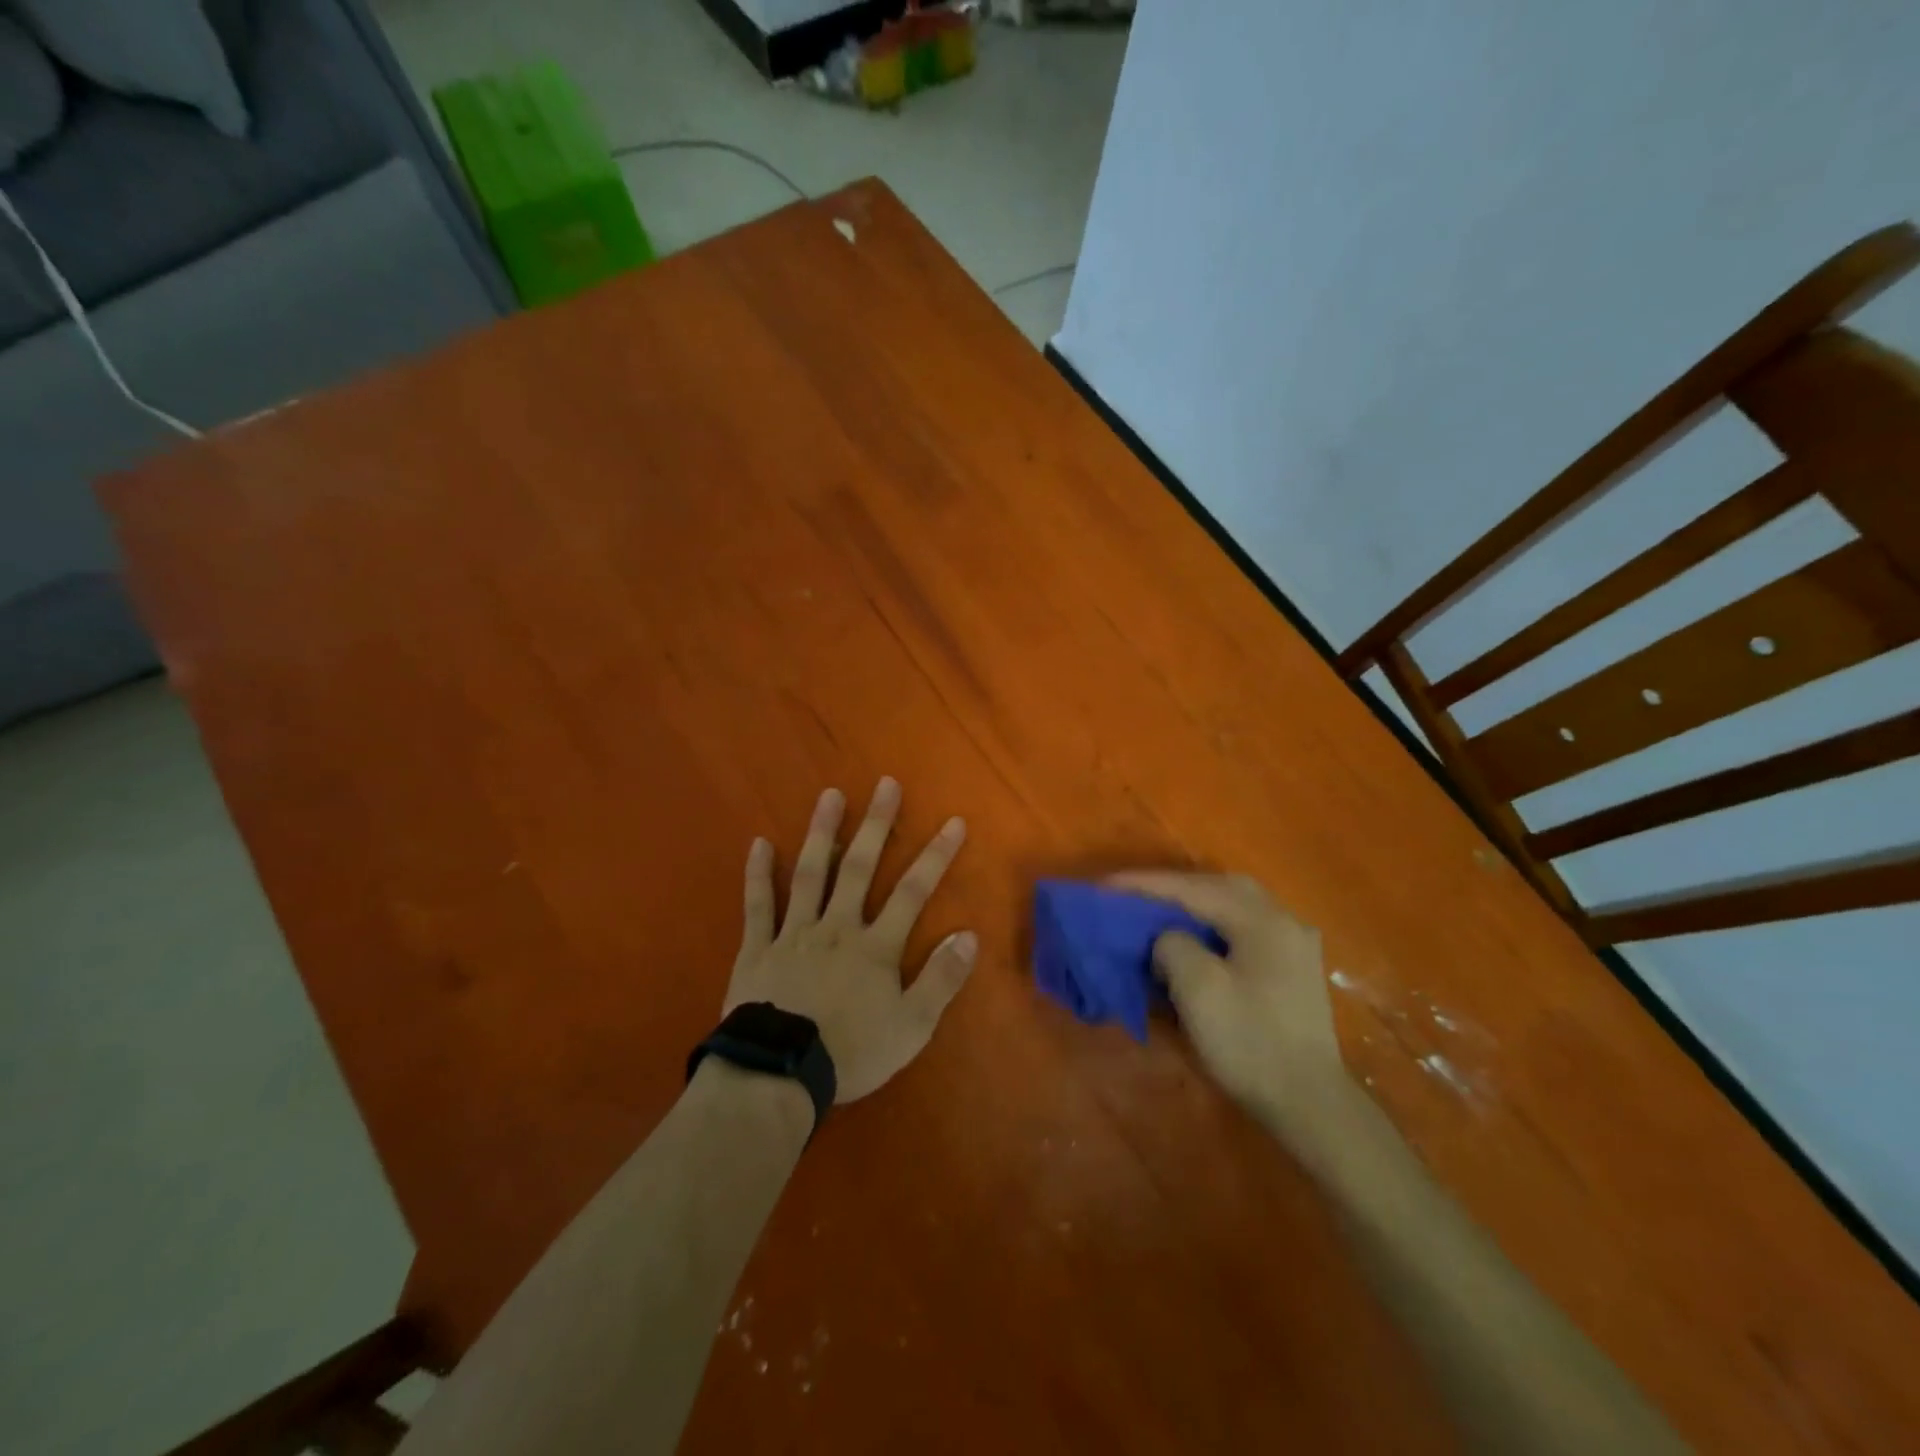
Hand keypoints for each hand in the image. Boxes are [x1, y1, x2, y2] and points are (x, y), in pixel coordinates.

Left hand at [726, 780, 975, 1102]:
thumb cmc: (851, 1052)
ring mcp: (794, 933)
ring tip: (830, 795)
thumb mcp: (912, 1027)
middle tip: (885, 784)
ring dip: (822, 833)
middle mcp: (836, 927)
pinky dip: (758, 874)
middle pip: (859, 868)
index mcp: (875, 946)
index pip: (912, 892)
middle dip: (876, 825)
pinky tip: (759, 843)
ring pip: (810, 874)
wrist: (779, 1074)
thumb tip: (968, 935)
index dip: (935, 856)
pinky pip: (758, 905)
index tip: (953, 822)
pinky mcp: (758, 948)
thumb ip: (940, 979)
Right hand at [1109, 871, 1350, 1145]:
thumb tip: (1167, 940)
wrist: (1309, 1105)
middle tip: (1136, 896)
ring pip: (1234, 907)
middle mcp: (1283, 921)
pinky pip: (1243, 931)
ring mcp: (1292, 946)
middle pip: (1218, 887)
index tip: (1105, 886)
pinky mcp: (1291, 971)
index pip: (1192, 889)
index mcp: (1262, 920)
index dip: (1144, 885)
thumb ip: (1172, 945)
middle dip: (1174, 888)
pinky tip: (1195, 940)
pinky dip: (1213, 927)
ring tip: (1159, 914)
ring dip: (1194, 906)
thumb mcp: (1198, 988)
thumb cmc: (1250, 1042)